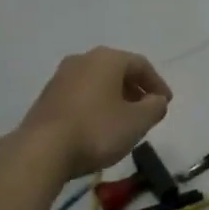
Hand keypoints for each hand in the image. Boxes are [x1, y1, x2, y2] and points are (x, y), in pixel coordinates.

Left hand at [15, 48, 172, 179]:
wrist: (42, 150)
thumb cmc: (97, 130)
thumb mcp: (137, 122)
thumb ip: (155, 107)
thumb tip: (157, 100)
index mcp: (106, 59)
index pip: (141, 64)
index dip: (157, 83)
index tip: (166, 103)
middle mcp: (82, 60)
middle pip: (117, 70)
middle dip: (135, 89)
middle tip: (147, 110)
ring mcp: (60, 77)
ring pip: (97, 82)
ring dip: (115, 98)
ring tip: (125, 121)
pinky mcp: (47, 97)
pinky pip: (81, 95)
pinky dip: (96, 105)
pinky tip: (99, 127)